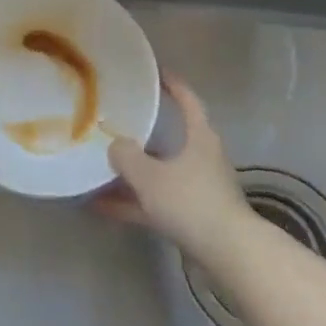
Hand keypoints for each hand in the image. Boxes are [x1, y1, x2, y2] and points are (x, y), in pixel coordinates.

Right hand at [92, 78, 250, 268]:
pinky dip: (132, 203)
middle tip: (115, 125)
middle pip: (169, 140)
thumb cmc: (191, 201)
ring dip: (130, 175)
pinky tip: (101, 207)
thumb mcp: (149, 175)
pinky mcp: (193, 217)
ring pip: (159, 174)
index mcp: (200, 138)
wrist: (228, 253)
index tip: (157, 72)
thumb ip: (126, 157)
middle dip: (141, 136)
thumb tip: (115, 146)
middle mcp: (201, 158)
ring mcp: (198, 189)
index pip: (188, 101)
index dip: (173, 85)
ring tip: (96, 171)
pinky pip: (155, 202)